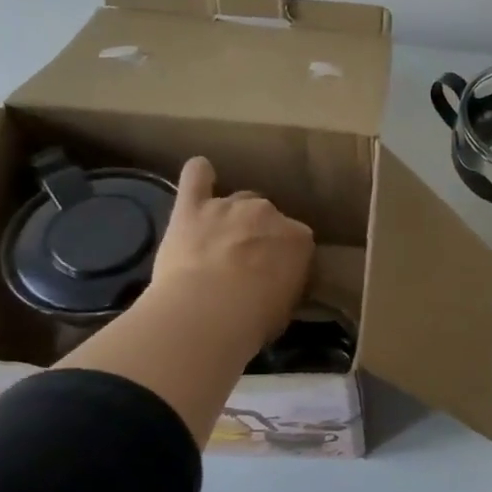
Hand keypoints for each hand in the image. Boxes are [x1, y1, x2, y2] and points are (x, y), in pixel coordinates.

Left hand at [149, 156, 314, 344]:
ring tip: (220, 239)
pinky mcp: (192, 208)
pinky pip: (196, 177)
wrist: (207, 312)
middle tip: (246, 260)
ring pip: (237, 200)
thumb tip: (277, 281)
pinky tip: (201, 172)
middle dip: (259, 233)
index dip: (285, 256)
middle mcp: (268, 213)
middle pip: (267, 215)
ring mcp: (229, 206)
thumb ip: (285, 282)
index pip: (297, 240)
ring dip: (232, 216)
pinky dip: (200, 174)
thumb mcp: (286, 304)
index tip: (276, 273)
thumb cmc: (255, 318)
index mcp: (298, 238)